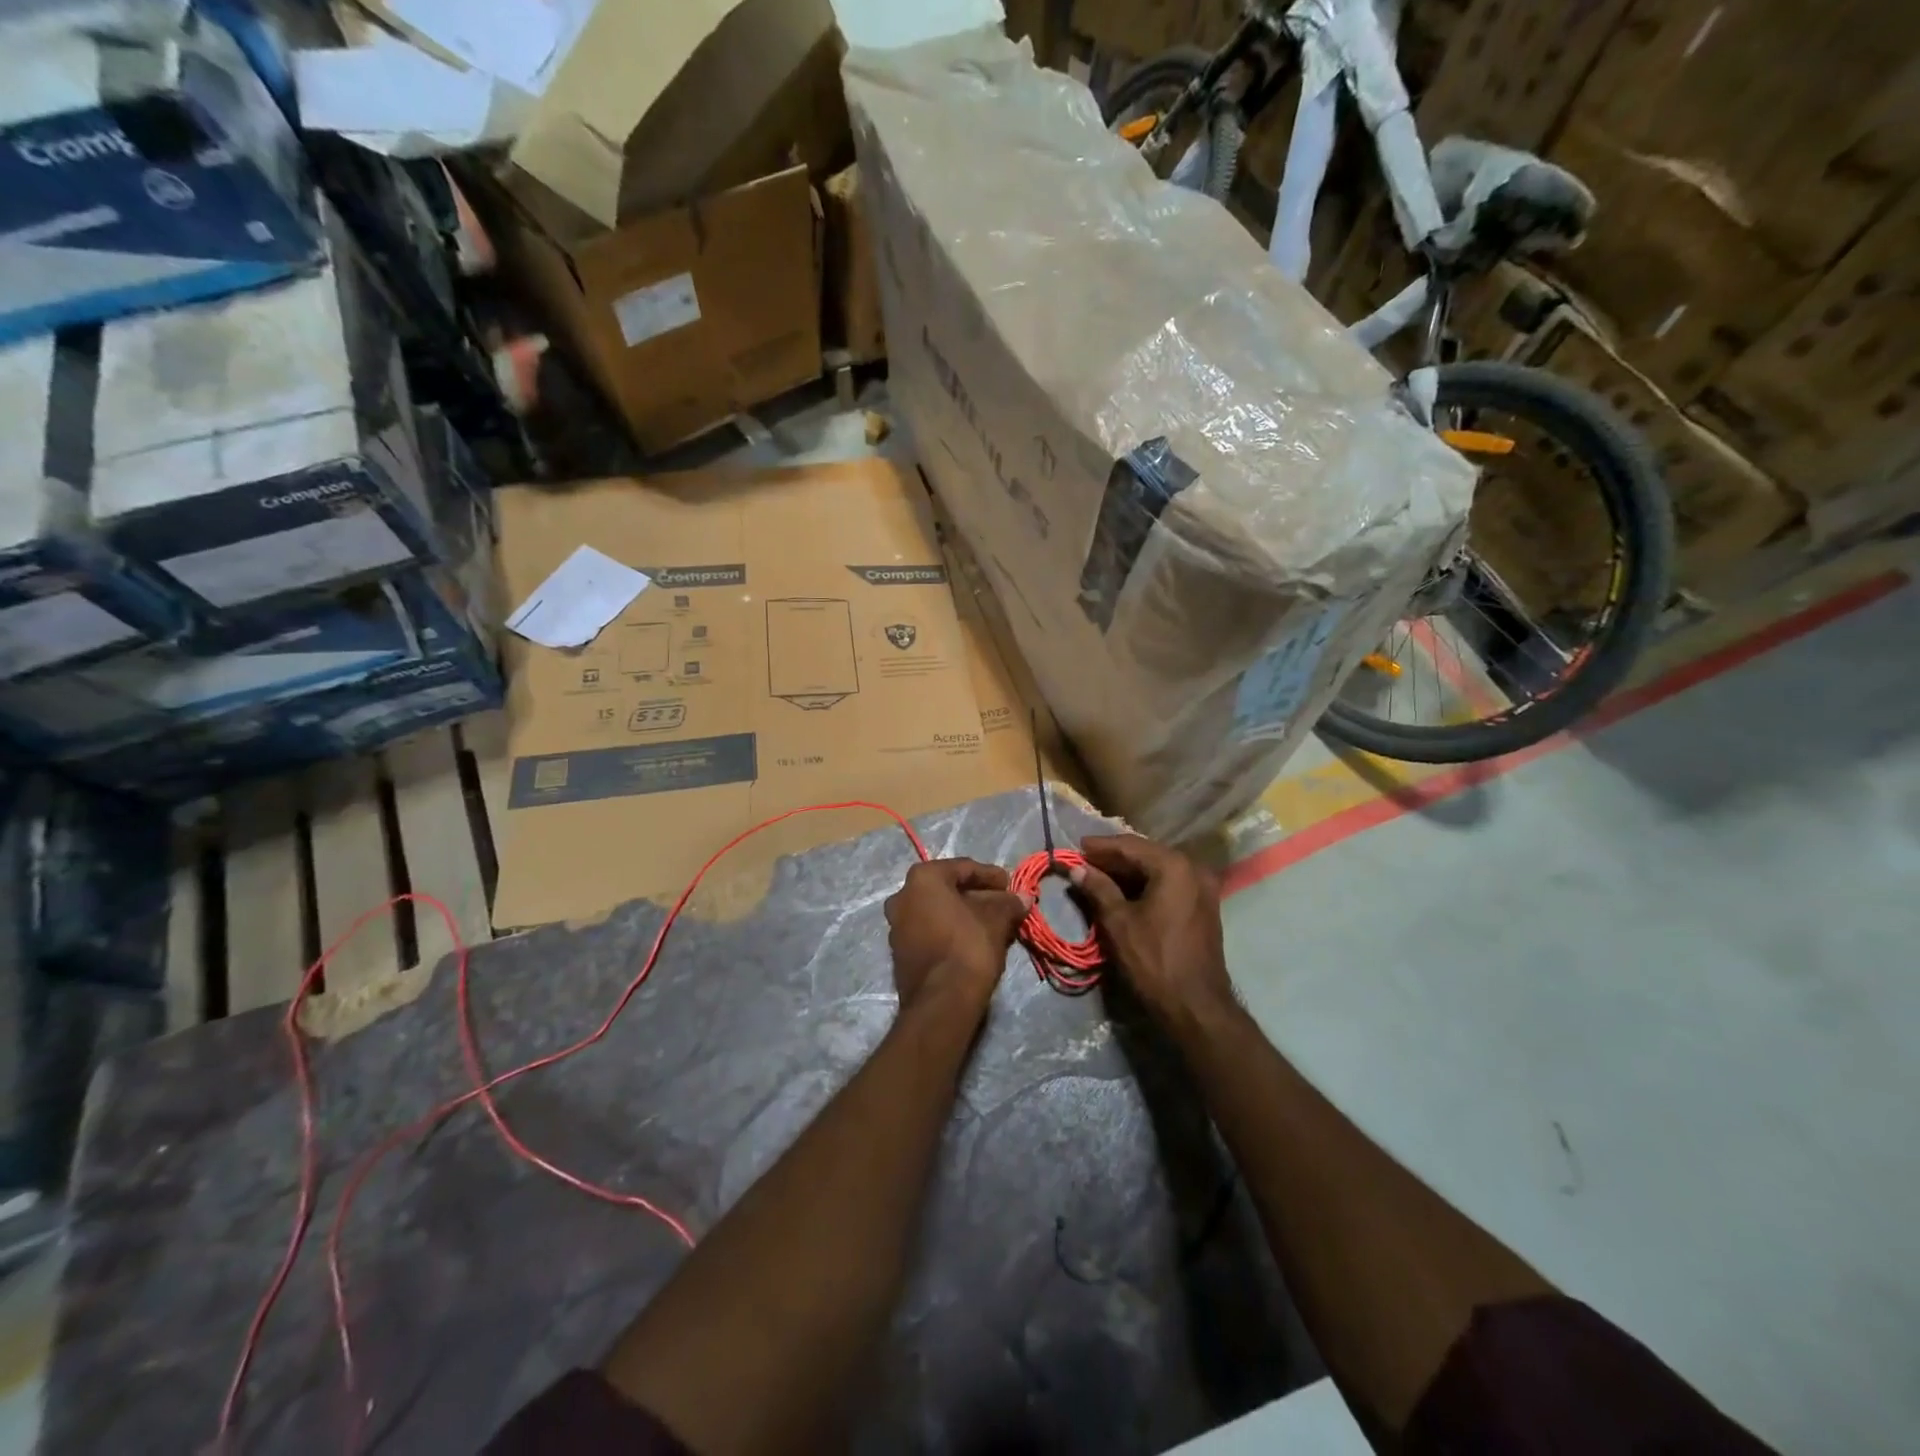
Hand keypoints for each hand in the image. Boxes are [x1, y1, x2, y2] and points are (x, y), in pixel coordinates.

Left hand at [884, 859, 1031, 1018]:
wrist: (942, 1001)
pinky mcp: (899, 951)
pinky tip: (973, 940)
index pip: (964, 868)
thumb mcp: (996, 920)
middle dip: (977, 896)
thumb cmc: (969, 946)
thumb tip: (1023, 897)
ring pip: (937, 911)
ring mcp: (897, 925)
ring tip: (992, 924)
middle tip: (1003, 905)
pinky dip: (950, 930)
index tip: (1011, 885)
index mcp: (923, 878)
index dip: (991, 876)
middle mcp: (902, 896)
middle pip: (948, 889)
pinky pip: (929, 930)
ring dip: (964, 914)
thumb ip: (1009, 903)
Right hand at [1069, 835, 1232, 1021]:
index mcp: (1173, 866)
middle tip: (1084, 861)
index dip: (1100, 846)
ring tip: (1098, 875)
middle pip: (1146, 854)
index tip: (1075, 847)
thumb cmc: (1154, 960)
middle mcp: (1193, 868)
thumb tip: (1076, 868)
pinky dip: (1145, 884)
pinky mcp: (1203, 905)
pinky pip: (1169, 883)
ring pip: (1158, 869)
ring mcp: (1202, 887)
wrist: (1196, 1005)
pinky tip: (1123, 891)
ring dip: (1128, 872)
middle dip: (1114, 858)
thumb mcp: (1118, 922)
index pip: (1130, 846)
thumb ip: (1097, 888)